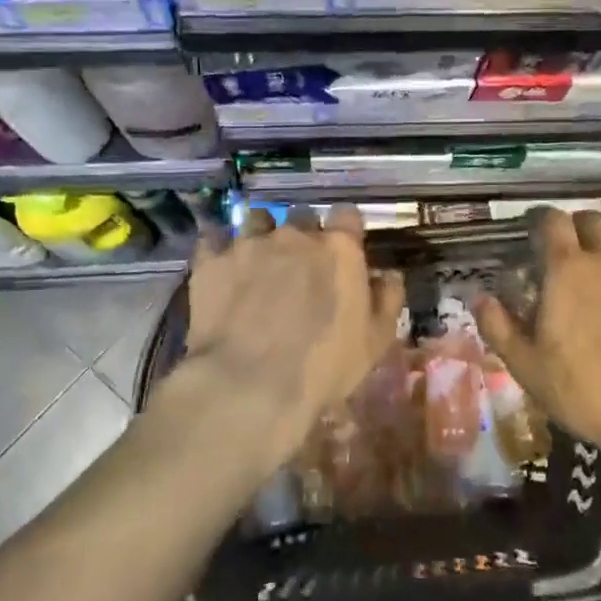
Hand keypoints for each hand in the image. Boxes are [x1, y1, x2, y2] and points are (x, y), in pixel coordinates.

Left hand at [175, 205, 404, 477]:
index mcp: (339, 249)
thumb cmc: (324, 366)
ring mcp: (249, 244)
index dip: (345, 230)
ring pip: (257, 219)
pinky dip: (219, 248)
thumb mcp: (375, 341)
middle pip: (302, 216)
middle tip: (300, 264)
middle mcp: (295, 235)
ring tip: (258, 259)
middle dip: (303, 233)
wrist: (249, 385)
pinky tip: (221, 266)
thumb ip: (388, 300)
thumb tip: (389, 275)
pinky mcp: (211, 261)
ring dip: (261, 233)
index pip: (347, 216)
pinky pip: (213, 239)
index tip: (343, 249)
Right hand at [474, 210, 600, 481]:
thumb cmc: (593, 394)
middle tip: (569, 256)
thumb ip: (499, 328)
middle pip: (590, 219)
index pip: (550, 222)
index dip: (539, 223)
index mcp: (566, 269)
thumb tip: (479, 296)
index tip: (533, 237)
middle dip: (575, 229)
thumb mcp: (530, 370)